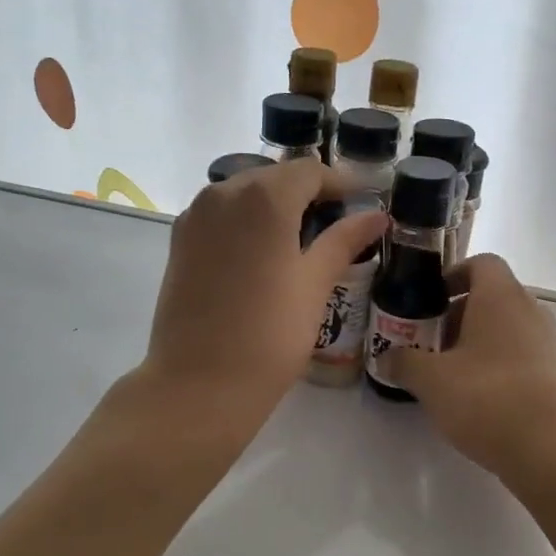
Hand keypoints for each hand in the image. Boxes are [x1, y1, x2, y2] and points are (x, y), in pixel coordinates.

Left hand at [140, 158, 386, 422]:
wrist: (200, 383)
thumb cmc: (269, 334)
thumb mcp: (315, 284)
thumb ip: (344, 241)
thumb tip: (376, 215)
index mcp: (263, 198)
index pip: (308, 171)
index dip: (339, 182)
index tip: (362, 200)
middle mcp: (223, 193)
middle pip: (273, 177)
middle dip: (306, 192)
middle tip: (336, 220)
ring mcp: (195, 217)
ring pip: (243, 193)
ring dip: (274, 205)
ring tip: (301, 236)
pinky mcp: (179, 242)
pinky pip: (220, 215)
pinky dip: (246, 221)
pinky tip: (262, 251)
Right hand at [394, 254, 555, 479]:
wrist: (555, 451)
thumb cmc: (488, 399)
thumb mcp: (431, 380)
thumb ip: (404, 361)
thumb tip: (386, 356)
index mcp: (501, 297)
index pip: (481, 263)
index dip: (452, 275)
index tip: (428, 301)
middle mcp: (531, 310)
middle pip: (492, 297)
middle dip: (457, 316)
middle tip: (429, 344)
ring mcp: (550, 343)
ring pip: (507, 329)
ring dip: (477, 343)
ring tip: (450, 375)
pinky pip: (523, 356)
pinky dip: (499, 366)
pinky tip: (479, 400)